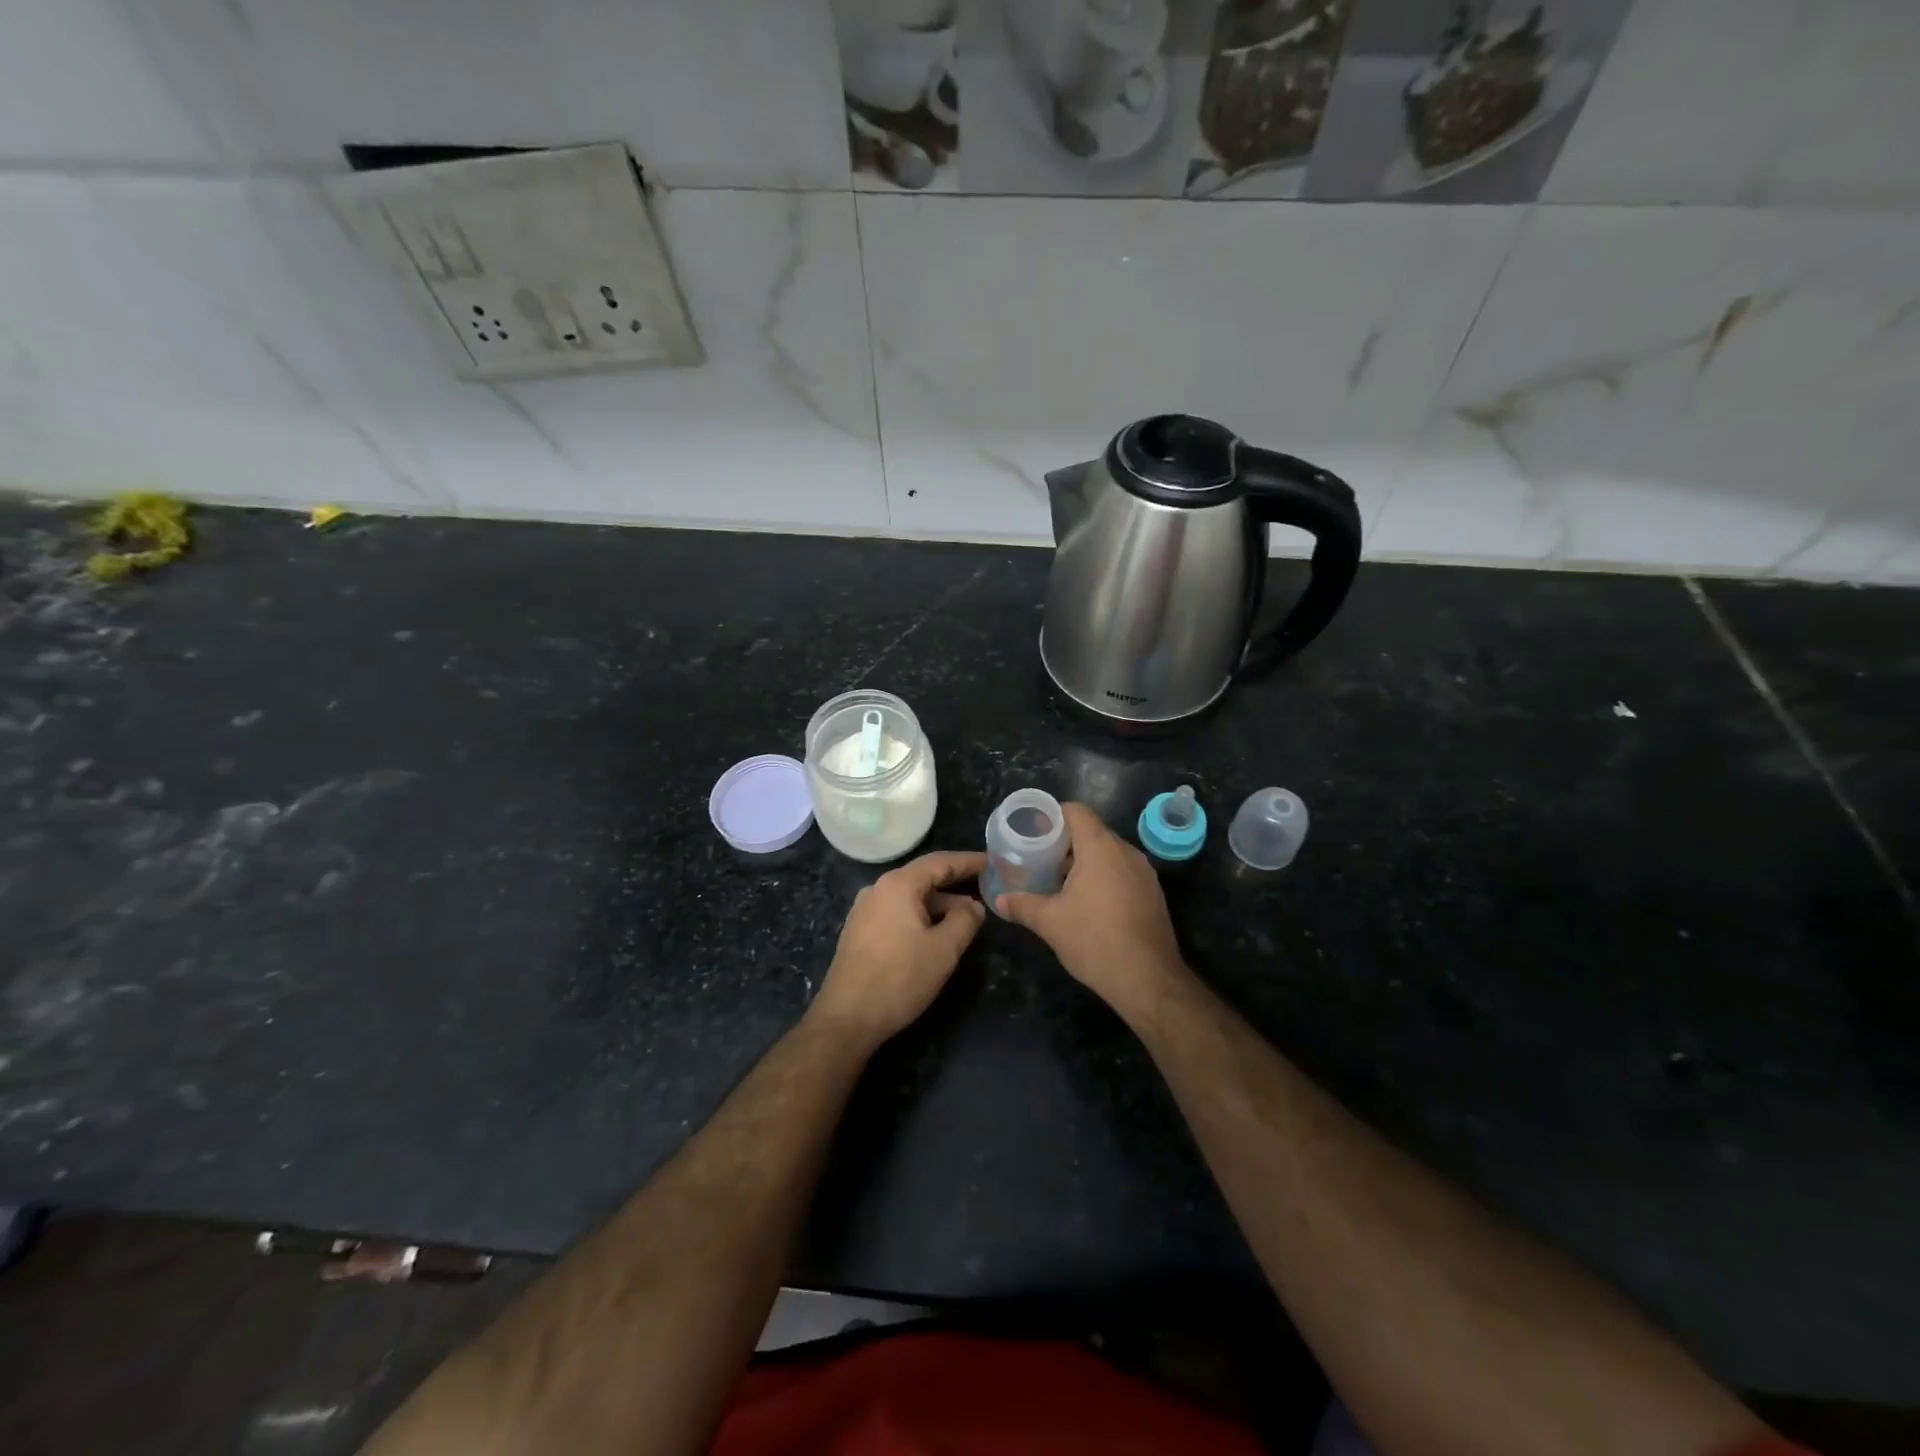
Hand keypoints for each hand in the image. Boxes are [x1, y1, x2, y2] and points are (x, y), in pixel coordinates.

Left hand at [810, 850, 987, 1051]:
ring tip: (966, 919)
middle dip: (955, 885)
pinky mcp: (859, 931)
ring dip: (939, 905)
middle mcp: (877, 889)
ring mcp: (865, 910)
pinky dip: (920, 916)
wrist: (846, 1018)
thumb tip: (973, 906)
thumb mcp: (943, 950)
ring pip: (910, 897)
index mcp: (898, 885)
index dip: (968, 861)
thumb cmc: (899, 978)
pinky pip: (897, 912)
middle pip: (923, 878)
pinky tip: (935, 934)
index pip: (940, 862)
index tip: (992, 862)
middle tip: (985, 891)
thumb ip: (964, 920)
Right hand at [996, 803, 1186, 1019]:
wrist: (1148, 979)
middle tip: (1039, 857)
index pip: (1076, 811)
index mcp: (1100, 848)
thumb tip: (999, 901)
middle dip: (1065, 841)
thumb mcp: (1050, 922)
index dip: (1053, 815)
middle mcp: (1126, 852)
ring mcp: (1144, 872)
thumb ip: (1022, 905)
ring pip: (1109, 853)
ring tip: (1059, 880)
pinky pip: (1123, 871)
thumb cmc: (1095, 940)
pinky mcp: (1153, 893)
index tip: (1033, 830)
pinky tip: (1088, 901)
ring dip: (1085, 860)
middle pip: (1092, 831)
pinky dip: (1104, 876)